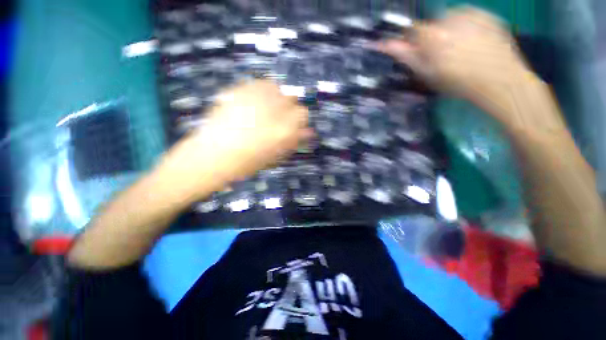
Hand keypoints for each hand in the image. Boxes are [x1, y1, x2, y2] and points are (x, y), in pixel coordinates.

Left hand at [163, 80, 310, 193]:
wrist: (212, 156)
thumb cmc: (247, 163)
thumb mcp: (276, 156)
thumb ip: (294, 141)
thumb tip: (308, 132)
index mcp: (284, 129)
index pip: (303, 114)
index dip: (300, 120)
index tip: (295, 125)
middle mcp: (274, 110)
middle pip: (293, 99)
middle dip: (290, 109)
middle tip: (280, 119)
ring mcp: (256, 98)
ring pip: (278, 88)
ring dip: (277, 99)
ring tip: (267, 110)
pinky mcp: (241, 91)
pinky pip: (261, 84)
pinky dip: (264, 91)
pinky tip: (257, 103)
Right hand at [378, 7, 528, 100]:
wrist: (499, 81)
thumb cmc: (458, 82)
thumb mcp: (427, 74)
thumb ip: (406, 56)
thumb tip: (385, 44)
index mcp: (432, 35)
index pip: (410, 30)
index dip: (411, 42)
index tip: (417, 54)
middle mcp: (449, 18)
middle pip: (431, 25)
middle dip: (431, 39)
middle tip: (442, 57)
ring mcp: (470, 14)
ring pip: (449, 20)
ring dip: (448, 32)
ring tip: (460, 51)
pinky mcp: (486, 14)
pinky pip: (467, 17)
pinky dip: (465, 27)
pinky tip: (473, 43)